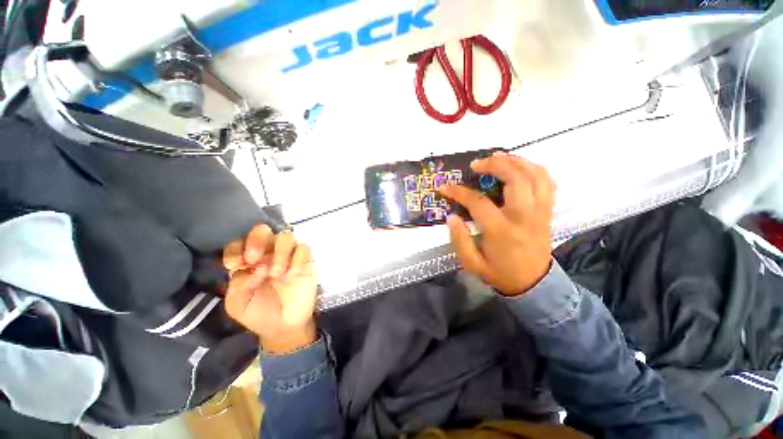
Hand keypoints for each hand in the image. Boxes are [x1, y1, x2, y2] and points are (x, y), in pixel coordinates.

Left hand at [223, 224, 317, 353]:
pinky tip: (292, 275)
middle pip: (263, 230)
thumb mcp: (237, 304)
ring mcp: (288, 256)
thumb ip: (238, 284)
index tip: (237, 265)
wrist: (284, 326)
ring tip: (276, 273)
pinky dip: (297, 259)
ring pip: (286, 236)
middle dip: (257, 240)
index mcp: (247, 262)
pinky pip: (303, 249)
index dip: (236, 249)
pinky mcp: (306, 261)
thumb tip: (258, 268)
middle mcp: (267, 254)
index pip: (238, 244)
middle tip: (255, 259)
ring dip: (279, 252)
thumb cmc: (258, 313)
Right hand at [439, 152, 555, 295]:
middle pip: (516, 179)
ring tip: (498, 157)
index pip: (478, 203)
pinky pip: (547, 182)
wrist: (534, 284)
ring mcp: (540, 212)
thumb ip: (459, 240)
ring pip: (535, 176)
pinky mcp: (547, 211)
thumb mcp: (473, 264)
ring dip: (516, 161)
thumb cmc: (501, 274)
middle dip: (495, 165)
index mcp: (502, 231)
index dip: (459, 192)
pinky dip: (534, 169)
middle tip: (477, 163)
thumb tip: (451, 217)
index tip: (445, 187)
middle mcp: (524, 217)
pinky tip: (520, 167)